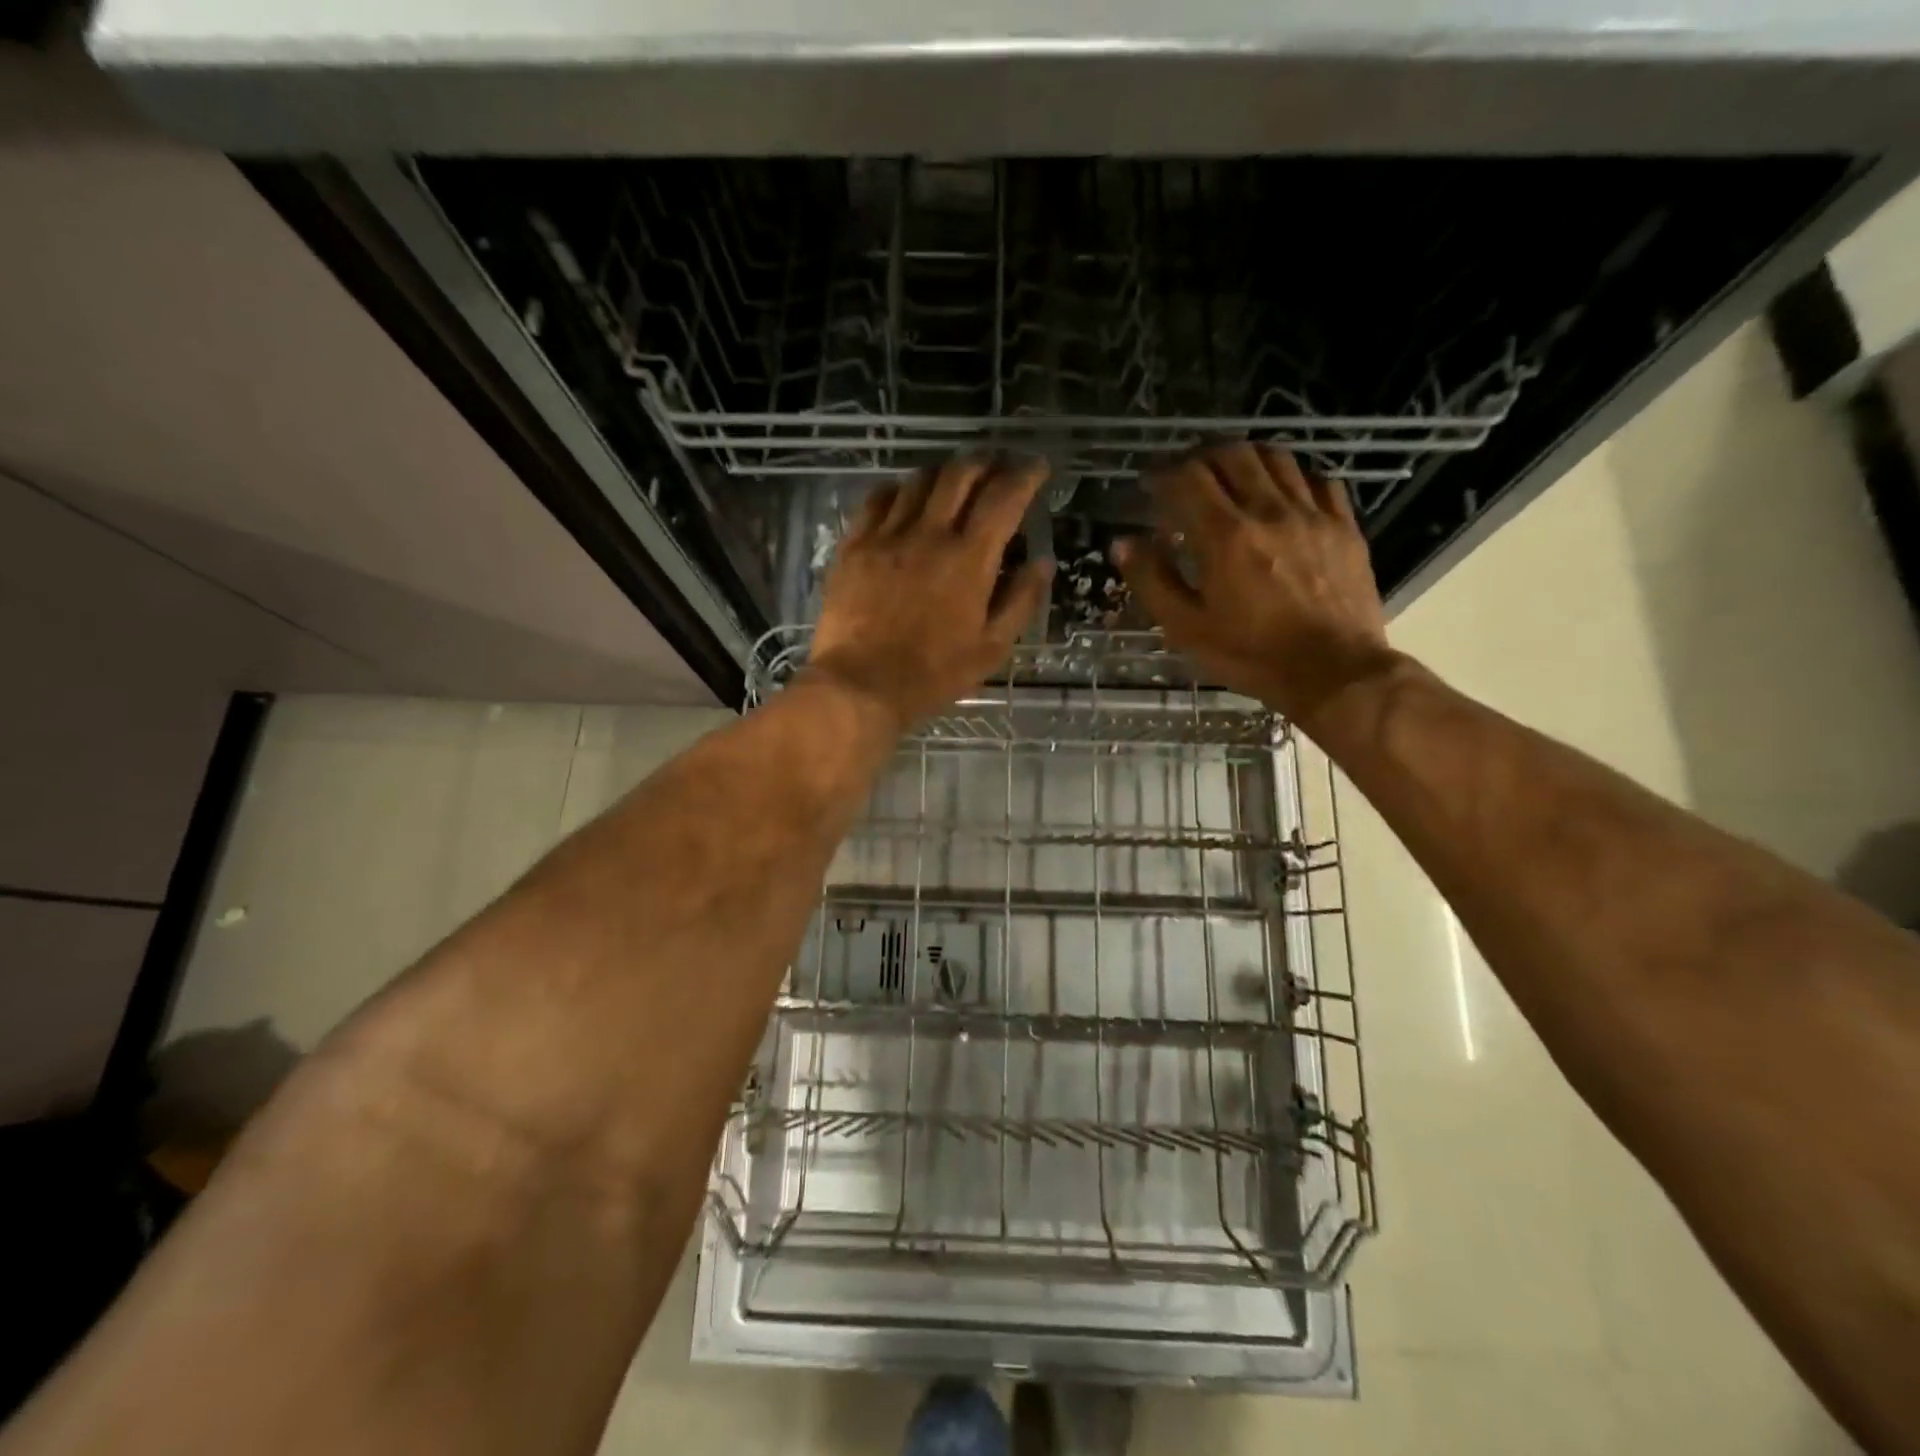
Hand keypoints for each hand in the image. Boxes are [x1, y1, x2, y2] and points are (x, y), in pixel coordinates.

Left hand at [808, 456, 1053, 728]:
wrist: (860, 686)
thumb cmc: (933, 674)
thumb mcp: (991, 648)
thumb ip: (1021, 601)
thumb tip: (1042, 561)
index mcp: (969, 559)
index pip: (1003, 498)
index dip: (1025, 475)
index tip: (1037, 467)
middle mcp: (929, 534)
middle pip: (960, 474)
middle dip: (986, 463)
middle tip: (997, 469)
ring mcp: (887, 536)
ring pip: (919, 480)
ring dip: (944, 473)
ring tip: (954, 483)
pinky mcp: (854, 545)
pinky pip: (878, 499)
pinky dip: (899, 490)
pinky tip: (905, 500)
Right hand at [1113, 444, 1396, 725]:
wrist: (1333, 672)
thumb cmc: (1251, 655)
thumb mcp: (1187, 628)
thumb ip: (1152, 581)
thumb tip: (1123, 542)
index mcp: (1225, 536)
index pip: (1189, 478)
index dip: (1164, 473)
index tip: (1151, 484)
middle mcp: (1269, 511)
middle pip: (1233, 455)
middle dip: (1202, 457)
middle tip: (1186, 475)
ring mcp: (1312, 514)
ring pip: (1277, 458)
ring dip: (1246, 458)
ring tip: (1231, 475)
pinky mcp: (1344, 527)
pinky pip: (1319, 480)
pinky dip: (1292, 476)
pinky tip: (1283, 492)